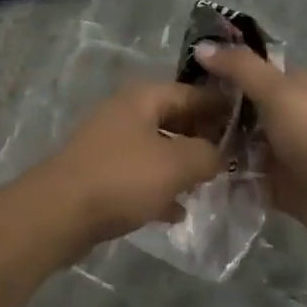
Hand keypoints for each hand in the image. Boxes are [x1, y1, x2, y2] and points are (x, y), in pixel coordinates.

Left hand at [26, 81, 226, 257]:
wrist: (58, 213)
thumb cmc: (122, 178)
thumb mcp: (176, 164)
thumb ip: (207, 154)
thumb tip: (221, 153)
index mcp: (143, 97)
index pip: (191, 93)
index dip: (220, 107)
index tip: (248, 125)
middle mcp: (126, 112)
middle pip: (174, 118)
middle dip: (203, 138)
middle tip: (233, 159)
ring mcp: (111, 142)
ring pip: (158, 148)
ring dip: (182, 165)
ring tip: (211, 185)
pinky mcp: (101, 173)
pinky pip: (140, 174)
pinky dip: (160, 188)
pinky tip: (177, 211)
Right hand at [194, 42, 306, 251]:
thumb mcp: (277, 91)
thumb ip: (239, 68)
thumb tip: (202, 46)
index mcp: (291, 83)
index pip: (249, 66)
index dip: (219, 65)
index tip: (182, 72)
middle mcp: (285, 112)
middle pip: (241, 104)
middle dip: (210, 107)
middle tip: (172, 114)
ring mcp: (281, 149)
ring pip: (240, 140)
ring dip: (215, 142)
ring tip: (176, 144)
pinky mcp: (277, 183)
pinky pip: (244, 174)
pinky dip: (225, 174)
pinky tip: (193, 173)